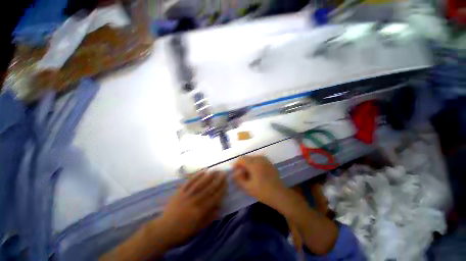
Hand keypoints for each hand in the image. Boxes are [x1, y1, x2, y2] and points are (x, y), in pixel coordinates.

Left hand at [157, 171, 226, 246]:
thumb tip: (220, 207)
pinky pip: (190, 181)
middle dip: (218, 180)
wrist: (163, 229)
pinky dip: (197, 175)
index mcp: (200, 211)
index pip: (214, 197)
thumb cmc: (182, 231)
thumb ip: (209, 217)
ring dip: (210, 175)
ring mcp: (187, 194)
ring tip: (216, 170)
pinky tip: (203, 171)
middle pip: (209, 188)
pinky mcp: (180, 191)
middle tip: (224, 173)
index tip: (227, 182)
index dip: (222, 189)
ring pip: (201, 182)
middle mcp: (195, 200)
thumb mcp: (198, 228)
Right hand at [232, 156, 286, 205]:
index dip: (236, 164)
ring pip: (252, 158)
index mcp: (253, 163)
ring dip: (248, 164)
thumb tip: (233, 174)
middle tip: (240, 173)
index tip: (234, 171)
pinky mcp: (269, 163)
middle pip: (247, 158)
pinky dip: (254, 164)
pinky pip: (258, 160)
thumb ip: (238, 179)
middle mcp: (259, 159)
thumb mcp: (247, 187)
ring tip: (247, 173)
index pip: (241, 159)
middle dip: (242, 164)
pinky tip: (255, 172)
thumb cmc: (262, 191)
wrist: (279, 194)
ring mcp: (265, 160)